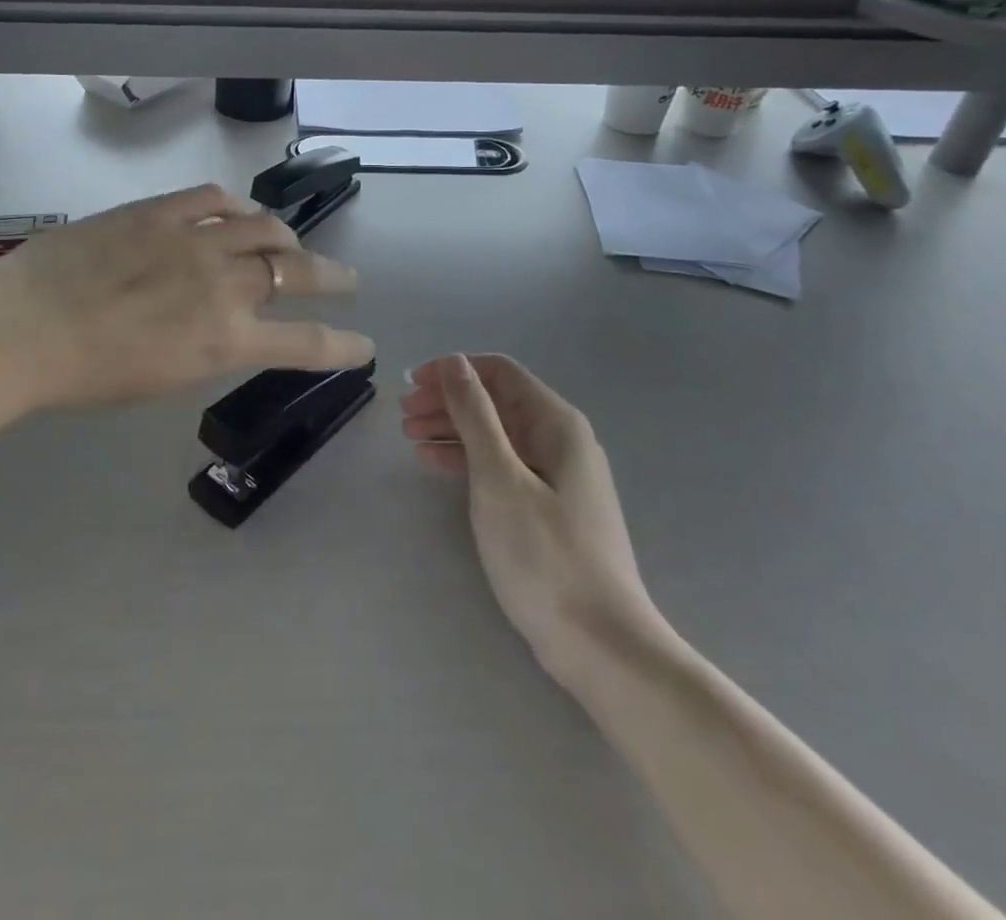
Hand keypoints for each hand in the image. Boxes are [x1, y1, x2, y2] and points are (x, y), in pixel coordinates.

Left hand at [0, 184, 374, 411]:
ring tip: (287, 242)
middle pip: (299, 272)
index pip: (305, 343)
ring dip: (287, 237)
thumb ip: (207, 348)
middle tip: (347, 280)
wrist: (22, 327)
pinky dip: (234, 206)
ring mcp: (195, 240)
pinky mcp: (162, 211)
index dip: (342, 345)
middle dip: (333, 278)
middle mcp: (225, 286)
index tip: (364, 344)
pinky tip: (235, 212)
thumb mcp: (162, 378)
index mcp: (225, 341)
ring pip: (265, 227)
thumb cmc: (85, 374)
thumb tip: (224, 326)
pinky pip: (214, 197)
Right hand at [400, 354, 660, 680]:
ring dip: (452, 430)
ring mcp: (557, 476)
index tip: (412, 385)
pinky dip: (467, 459)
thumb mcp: (499, 478)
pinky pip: (502, 466)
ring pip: (496, 434)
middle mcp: (561, 440)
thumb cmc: (544, 554)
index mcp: (556, 424)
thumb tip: (455, 362)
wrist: (601, 644)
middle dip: (448, 401)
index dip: (453, 370)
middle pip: (496, 402)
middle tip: (403, 415)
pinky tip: (436, 465)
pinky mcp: (549, 508)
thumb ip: (475, 415)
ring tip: (410, 438)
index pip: (500, 372)